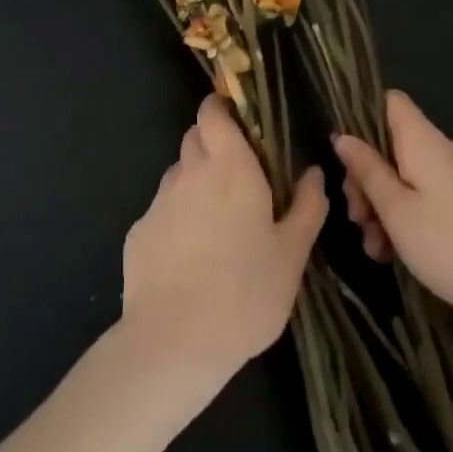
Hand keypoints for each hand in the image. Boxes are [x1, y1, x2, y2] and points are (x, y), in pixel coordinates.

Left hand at [120, 96, 327, 387]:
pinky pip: (162, 212)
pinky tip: (191, 256)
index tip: (238, 120)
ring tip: (217, 222)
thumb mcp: (292, 254)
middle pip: (194, 139)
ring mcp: (158, 203)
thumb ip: (307, 207)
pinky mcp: (138, 233)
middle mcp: (188, 174)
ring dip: (195, 183)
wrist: (174, 342)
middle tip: (239, 176)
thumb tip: (314, 173)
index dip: (220, 109)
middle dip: (213, 144)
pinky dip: (177, 219)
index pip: (212, 113)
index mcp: (229, 167)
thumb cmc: (245, 292)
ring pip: (178, 175)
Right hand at [332, 91, 452, 338]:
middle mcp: (440, 151)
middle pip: (390, 145)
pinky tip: (394, 254)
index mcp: (422, 141)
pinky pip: (424, 198)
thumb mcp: (396, 210)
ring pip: (404, 177)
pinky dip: (405, 218)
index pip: (390, 102)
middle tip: (356, 218)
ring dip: (382, 206)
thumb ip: (367, 171)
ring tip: (375, 249)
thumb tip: (343, 136)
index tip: (343, 156)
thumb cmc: (451, 244)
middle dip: (366, 178)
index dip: (362, 117)